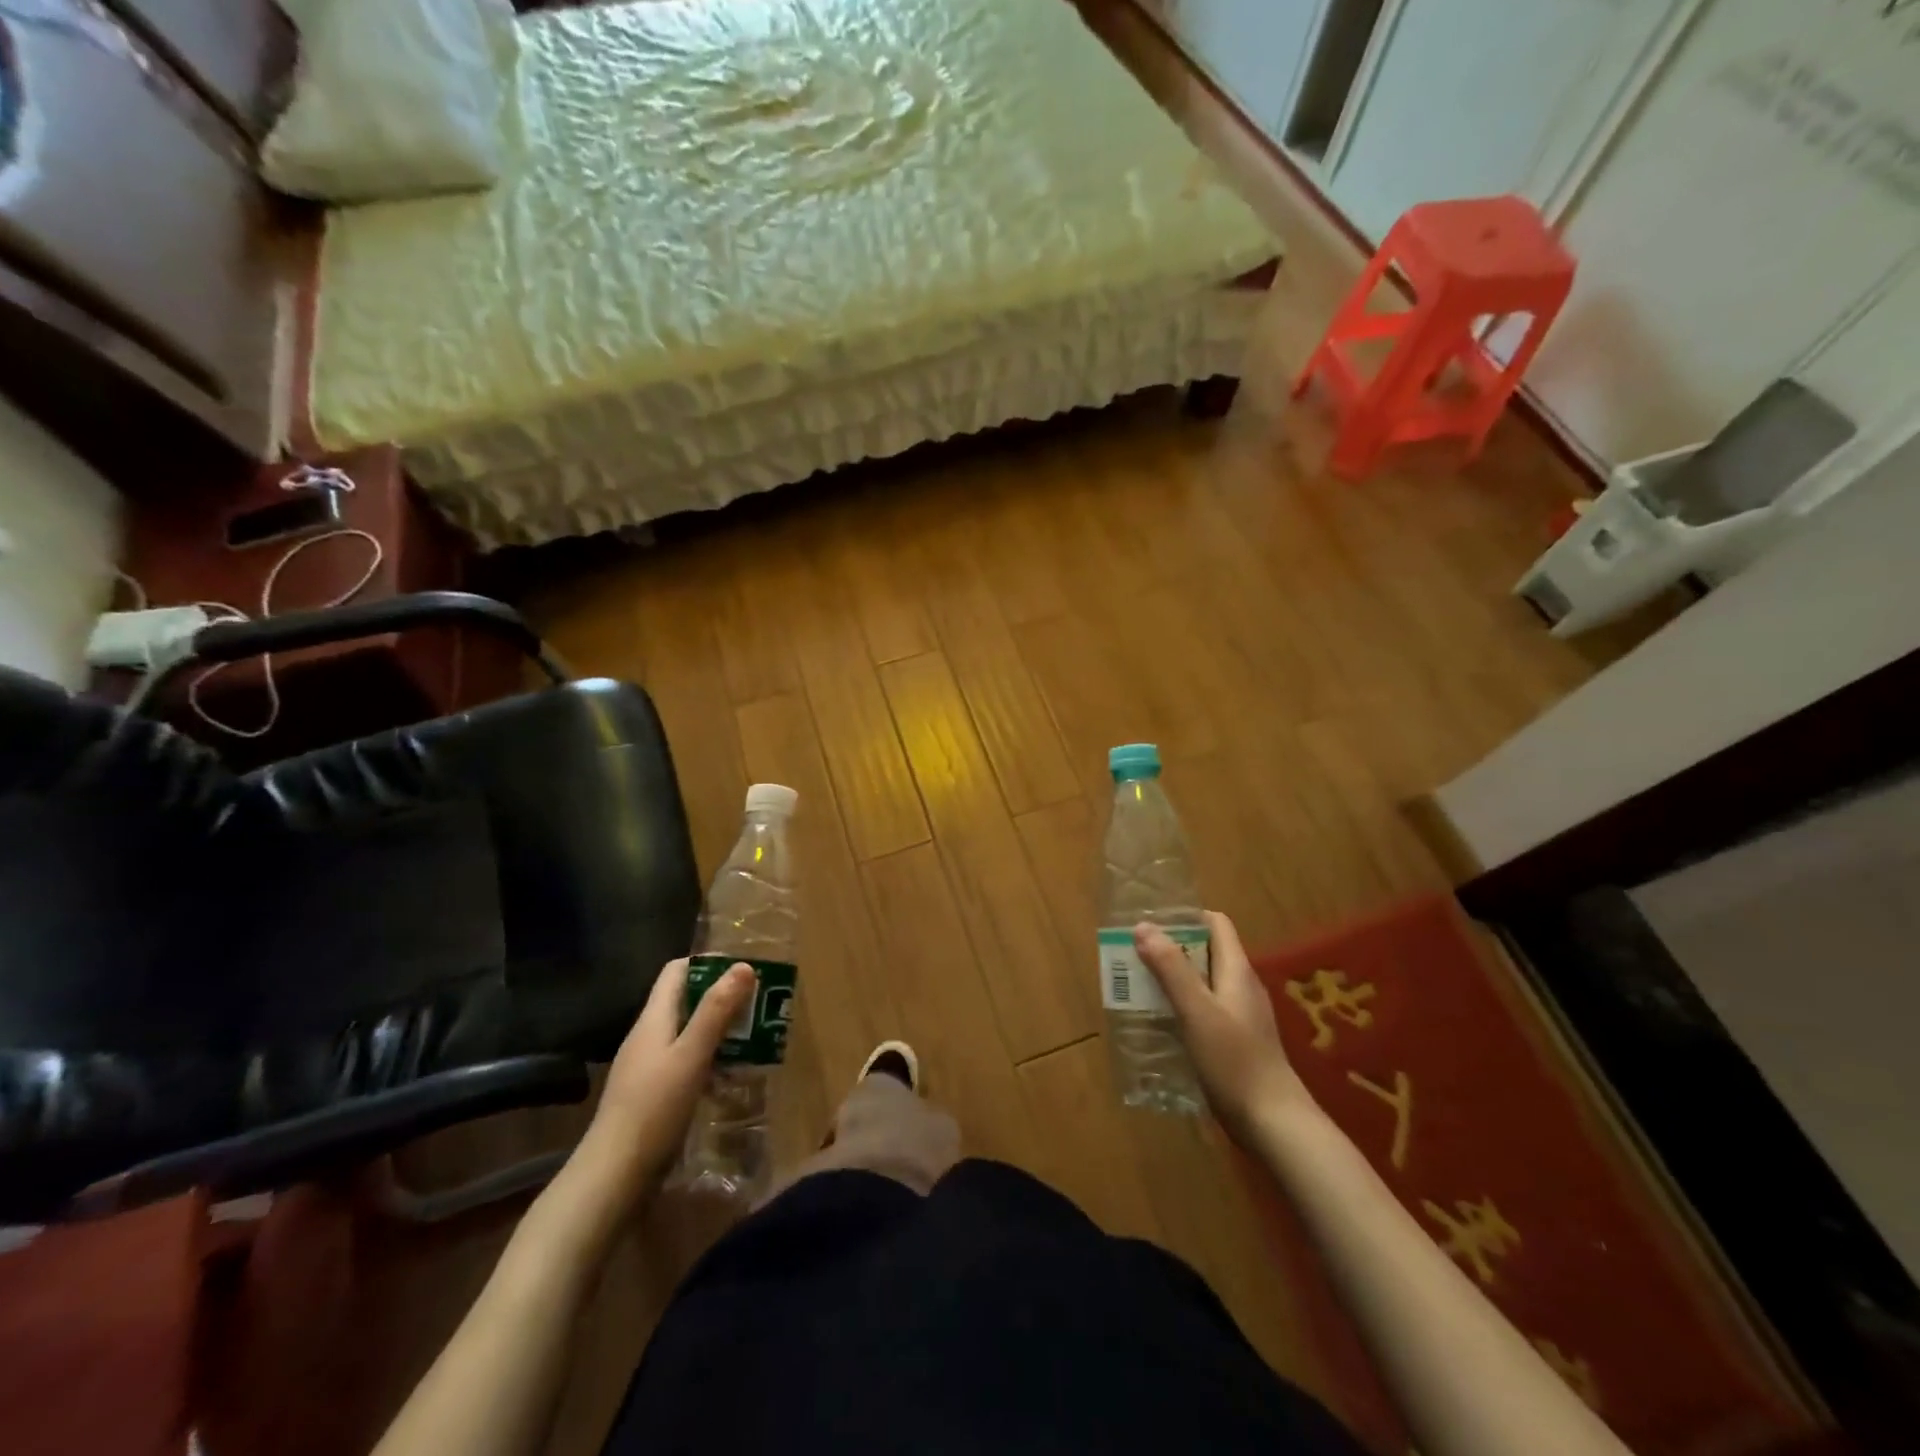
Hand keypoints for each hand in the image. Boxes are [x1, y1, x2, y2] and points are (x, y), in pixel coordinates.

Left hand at [581, 957, 757, 1204]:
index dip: (709, 964)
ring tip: (757, 1038)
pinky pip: (687, 1063)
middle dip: (723, 999)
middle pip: (687, 1001)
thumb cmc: (653, 1108)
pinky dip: (711, 1060)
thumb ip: (716, 1011)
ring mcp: (649, 1067)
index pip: (677, 971)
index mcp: (654, 1019)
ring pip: (689, 1034)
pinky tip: (732, 1076)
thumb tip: (743, 965)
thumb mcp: (691, 1055)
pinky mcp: (654, 1096)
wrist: (612, 1177)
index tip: (745, 970)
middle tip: (761, 1005)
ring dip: (721, 1031)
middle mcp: (649, 1036)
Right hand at [1135, 912, 1311, 1144]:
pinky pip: (1204, 1010)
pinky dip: (1181, 1007)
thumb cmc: (1234, 1060)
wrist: (1273, 1123)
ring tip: (1138, 986)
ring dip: (1173, 979)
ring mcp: (1240, 1015)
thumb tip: (1143, 926)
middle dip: (1170, 949)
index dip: (1185, 917)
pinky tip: (1160, 1023)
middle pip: (1205, 951)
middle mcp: (1241, 986)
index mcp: (1237, 970)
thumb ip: (1171, 968)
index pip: (1216, 924)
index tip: (1151, 923)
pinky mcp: (1236, 1041)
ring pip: (1203, 982)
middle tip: (1134, 955)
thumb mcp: (1197, 1010)